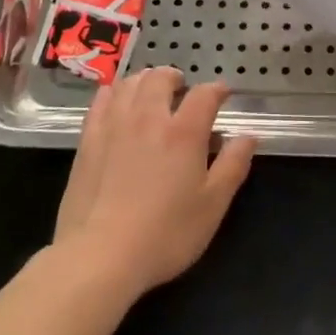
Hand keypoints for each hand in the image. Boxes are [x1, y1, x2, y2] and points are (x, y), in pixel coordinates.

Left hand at [52, 68, 255, 298]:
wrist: (98, 256)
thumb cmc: (164, 234)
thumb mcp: (212, 206)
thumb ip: (233, 166)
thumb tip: (248, 136)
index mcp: (183, 132)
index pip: (205, 94)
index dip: (217, 90)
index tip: (223, 95)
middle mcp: (148, 117)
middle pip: (161, 78)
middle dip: (176, 78)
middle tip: (182, 90)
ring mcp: (114, 125)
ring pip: (130, 83)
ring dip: (145, 81)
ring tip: (151, 93)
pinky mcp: (88, 140)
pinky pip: (101, 100)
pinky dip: (114, 93)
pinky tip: (117, 102)